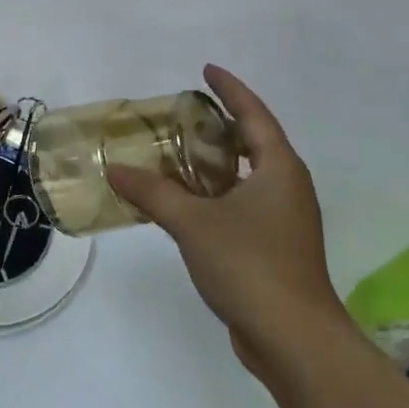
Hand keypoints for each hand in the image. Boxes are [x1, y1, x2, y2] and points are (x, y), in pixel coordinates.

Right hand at [107, 65, 348, 376]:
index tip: (207, 69)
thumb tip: (116, 168)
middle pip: (254, 143)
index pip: (253, 115)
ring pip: (247, 177)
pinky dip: (215, 194)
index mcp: (279, 169)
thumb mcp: (192, 222)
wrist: (292, 338)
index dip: (230, 89)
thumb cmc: (249, 264)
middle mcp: (288, 188)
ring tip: (177, 153)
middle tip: (183, 113)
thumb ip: (153, 191)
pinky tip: (184, 203)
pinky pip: (241, 205)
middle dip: (221, 125)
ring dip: (216, 163)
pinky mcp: (275, 248)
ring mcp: (284, 220)